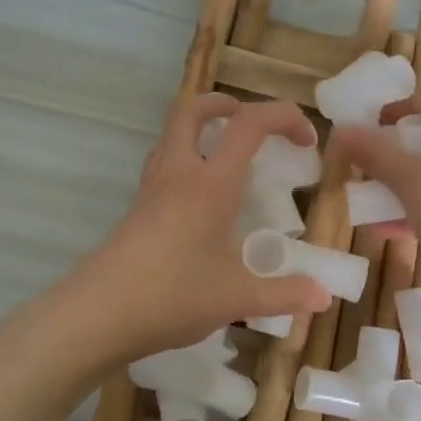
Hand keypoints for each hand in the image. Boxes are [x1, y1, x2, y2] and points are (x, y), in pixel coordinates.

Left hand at [71, 93, 332, 362]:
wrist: (96, 315)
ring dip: (201, 130)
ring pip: (171, 135)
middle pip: (192, 110)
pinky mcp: (136, 209)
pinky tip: (199, 200)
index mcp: (210, 184)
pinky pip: (162, 164)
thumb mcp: (236, 299)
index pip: (249, 125)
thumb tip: (323, 297)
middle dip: (225, 105)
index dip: (284, 117)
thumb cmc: (171, 297)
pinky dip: (185, 160)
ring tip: (227, 157)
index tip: (306, 140)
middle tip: (250, 123)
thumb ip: (284, 295)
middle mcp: (178, 174)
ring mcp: (151, 189)